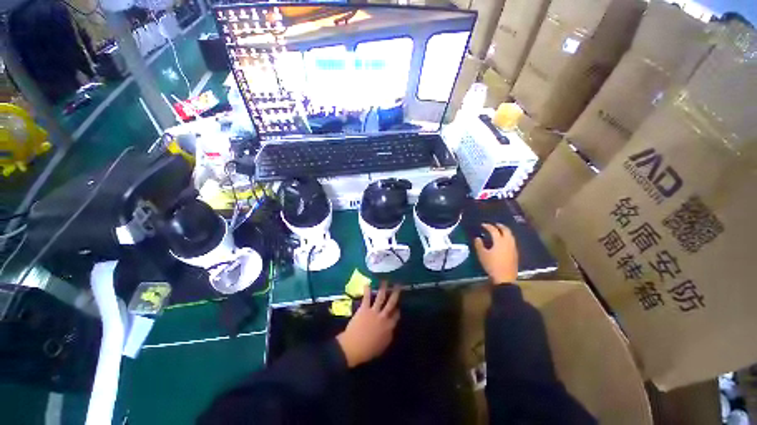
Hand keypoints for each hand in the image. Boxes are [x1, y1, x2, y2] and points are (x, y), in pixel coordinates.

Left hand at [336, 282, 399, 367]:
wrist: (353, 347)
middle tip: (398, 285)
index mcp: (389, 327)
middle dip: (395, 293)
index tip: (398, 306)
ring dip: (383, 288)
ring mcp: (374, 311)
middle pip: (391, 303)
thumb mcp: (382, 346)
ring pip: (381, 297)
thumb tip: (391, 329)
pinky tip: (368, 283)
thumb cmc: (368, 350)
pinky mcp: (364, 309)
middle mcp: (384, 317)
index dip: (397, 310)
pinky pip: (367, 297)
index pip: (396, 316)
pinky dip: (367, 290)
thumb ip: (388, 335)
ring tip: (385, 280)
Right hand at [474, 223, 518, 283]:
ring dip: (505, 231)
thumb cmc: (492, 265)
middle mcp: (508, 242)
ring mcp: (513, 247)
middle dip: (500, 226)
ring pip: (510, 235)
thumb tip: (477, 238)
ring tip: (500, 231)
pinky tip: (504, 241)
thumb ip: (479, 245)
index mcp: (499, 241)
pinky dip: (507, 237)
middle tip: (494, 224)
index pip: (494, 230)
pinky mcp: (515, 253)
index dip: (488, 226)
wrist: (505, 278)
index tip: (482, 225)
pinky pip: (512, 241)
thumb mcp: (482, 254)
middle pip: (506, 230)